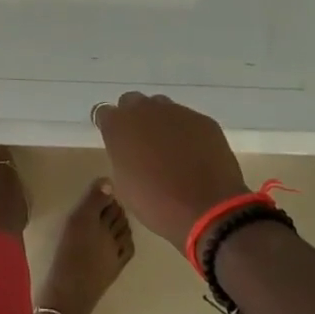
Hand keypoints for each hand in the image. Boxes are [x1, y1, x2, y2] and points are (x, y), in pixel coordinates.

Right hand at [93, 92, 247, 246]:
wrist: (209, 211)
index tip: (116, 142)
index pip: (104, 113)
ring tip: (170, 150)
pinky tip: (194, 156)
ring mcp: (176, 111)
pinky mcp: (202, 120)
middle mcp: (145, 109)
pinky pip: (188, 120)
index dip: (110, 127)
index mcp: (119, 126)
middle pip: (132, 102)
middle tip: (142, 144)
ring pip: (161, 107)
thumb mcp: (125, 188)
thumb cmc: (158, 205)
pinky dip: (187, 133)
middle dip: (134, 118)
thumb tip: (128, 155)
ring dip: (160, 122)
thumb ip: (121, 160)